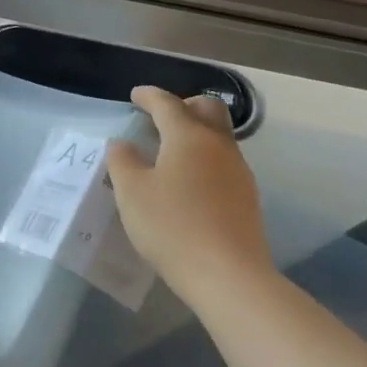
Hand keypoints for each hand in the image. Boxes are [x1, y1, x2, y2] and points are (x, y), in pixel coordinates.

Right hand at [105, 87, 273, 309]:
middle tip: (160, 117)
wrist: (226, 272)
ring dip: (196, 133)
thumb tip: (122, 143)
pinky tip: (188, 181)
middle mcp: (218, 145)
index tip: (135, 95)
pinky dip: (203, 158)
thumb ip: (122, 161)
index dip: (149, 96)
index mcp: (188, 137)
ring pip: (218, 136)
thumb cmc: (170, 225)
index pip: (168, 104)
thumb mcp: (131, 193)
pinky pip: (222, 161)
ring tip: (170, 151)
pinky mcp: (245, 195)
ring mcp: (237, 170)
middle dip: (184, 105)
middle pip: (207, 109)